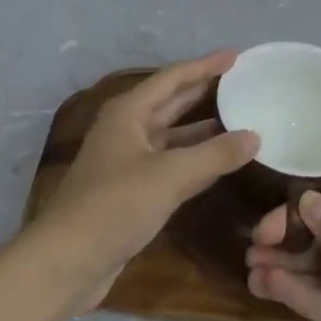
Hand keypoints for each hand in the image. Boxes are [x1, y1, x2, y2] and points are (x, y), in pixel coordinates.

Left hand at [38, 52, 257, 310]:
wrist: (65, 263)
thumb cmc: (115, 206)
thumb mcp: (171, 176)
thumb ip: (215, 154)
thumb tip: (254, 136)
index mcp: (129, 112)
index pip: (173, 78)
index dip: (204, 65)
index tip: (234, 56)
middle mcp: (127, 129)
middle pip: (170, 102)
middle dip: (202, 90)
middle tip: (238, 81)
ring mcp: (127, 161)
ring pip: (171, 135)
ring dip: (201, 128)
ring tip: (237, 119)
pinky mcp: (130, 191)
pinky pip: (170, 163)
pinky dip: (194, 159)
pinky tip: (218, 163)